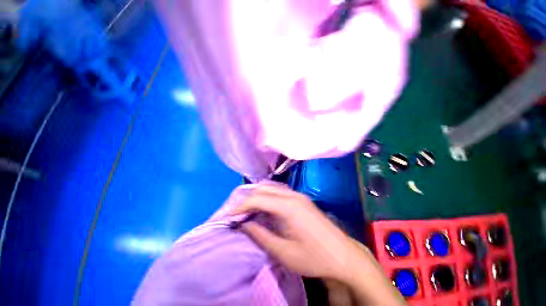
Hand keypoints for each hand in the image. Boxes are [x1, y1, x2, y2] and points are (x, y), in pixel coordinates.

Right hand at [230, 185, 357, 278]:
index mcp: (288, 206)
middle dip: (248, 199)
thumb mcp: (283, 252)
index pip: (258, 199)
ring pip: (272, 188)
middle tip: (239, 214)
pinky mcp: (302, 199)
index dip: (241, 206)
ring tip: (249, 211)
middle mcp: (293, 195)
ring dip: (258, 197)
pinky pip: (280, 192)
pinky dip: (268, 197)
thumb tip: (244, 224)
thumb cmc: (314, 257)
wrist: (343, 255)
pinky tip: (266, 208)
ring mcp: (299, 195)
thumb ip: (261, 235)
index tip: (230, 216)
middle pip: (264, 189)